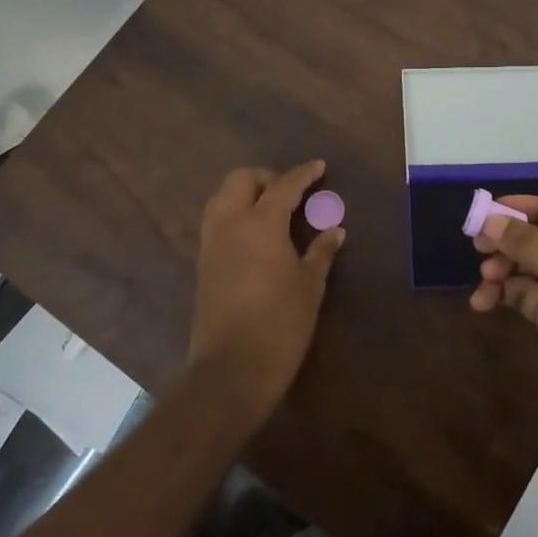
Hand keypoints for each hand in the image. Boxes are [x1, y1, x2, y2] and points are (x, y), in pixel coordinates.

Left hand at [188, 161, 343, 423]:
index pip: (283, 186)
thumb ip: (320, 253)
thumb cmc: (280, 325)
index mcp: (261, 224)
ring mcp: (211, 244)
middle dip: (266, 177)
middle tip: (290, 192)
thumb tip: (334, 230)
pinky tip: (254, 236)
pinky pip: (216, 222)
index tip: (318, 167)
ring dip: (245, 194)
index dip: (303, 174)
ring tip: (271, 211)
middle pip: (241, 180)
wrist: (231, 369)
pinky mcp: (202, 264)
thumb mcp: (310, 287)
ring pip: (221, 198)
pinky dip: (234, 215)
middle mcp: (230, 225)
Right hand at [471, 197, 537, 468]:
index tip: (495, 206)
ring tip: (484, 278)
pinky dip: (506, 295)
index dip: (535, 208)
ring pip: (536, 270)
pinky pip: (529, 297)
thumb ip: (532, 247)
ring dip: (507, 270)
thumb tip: (492, 219)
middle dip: (515, 242)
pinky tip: (483, 302)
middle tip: (478, 242)